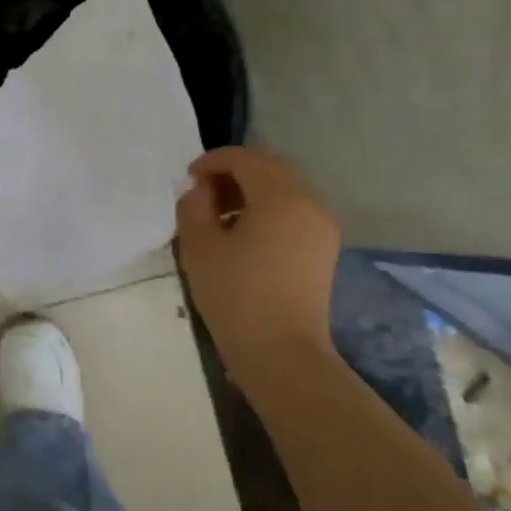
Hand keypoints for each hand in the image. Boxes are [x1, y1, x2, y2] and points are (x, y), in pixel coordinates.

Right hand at [176, 146, 340, 358]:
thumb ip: (193, 205)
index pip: (245, 158)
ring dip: (248, 193)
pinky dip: (265, 211)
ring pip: (282, 191)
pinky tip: (241, 236)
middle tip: (200, 194)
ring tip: (217, 217)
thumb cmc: (235, 294)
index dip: (212, 161)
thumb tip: (200, 190)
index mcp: (281, 196)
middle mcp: (309, 202)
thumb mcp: (198, 245)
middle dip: (232, 174)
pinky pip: (292, 213)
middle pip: (268, 169)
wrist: (281, 352)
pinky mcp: (323, 250)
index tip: (187, 179)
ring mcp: (321, 227)